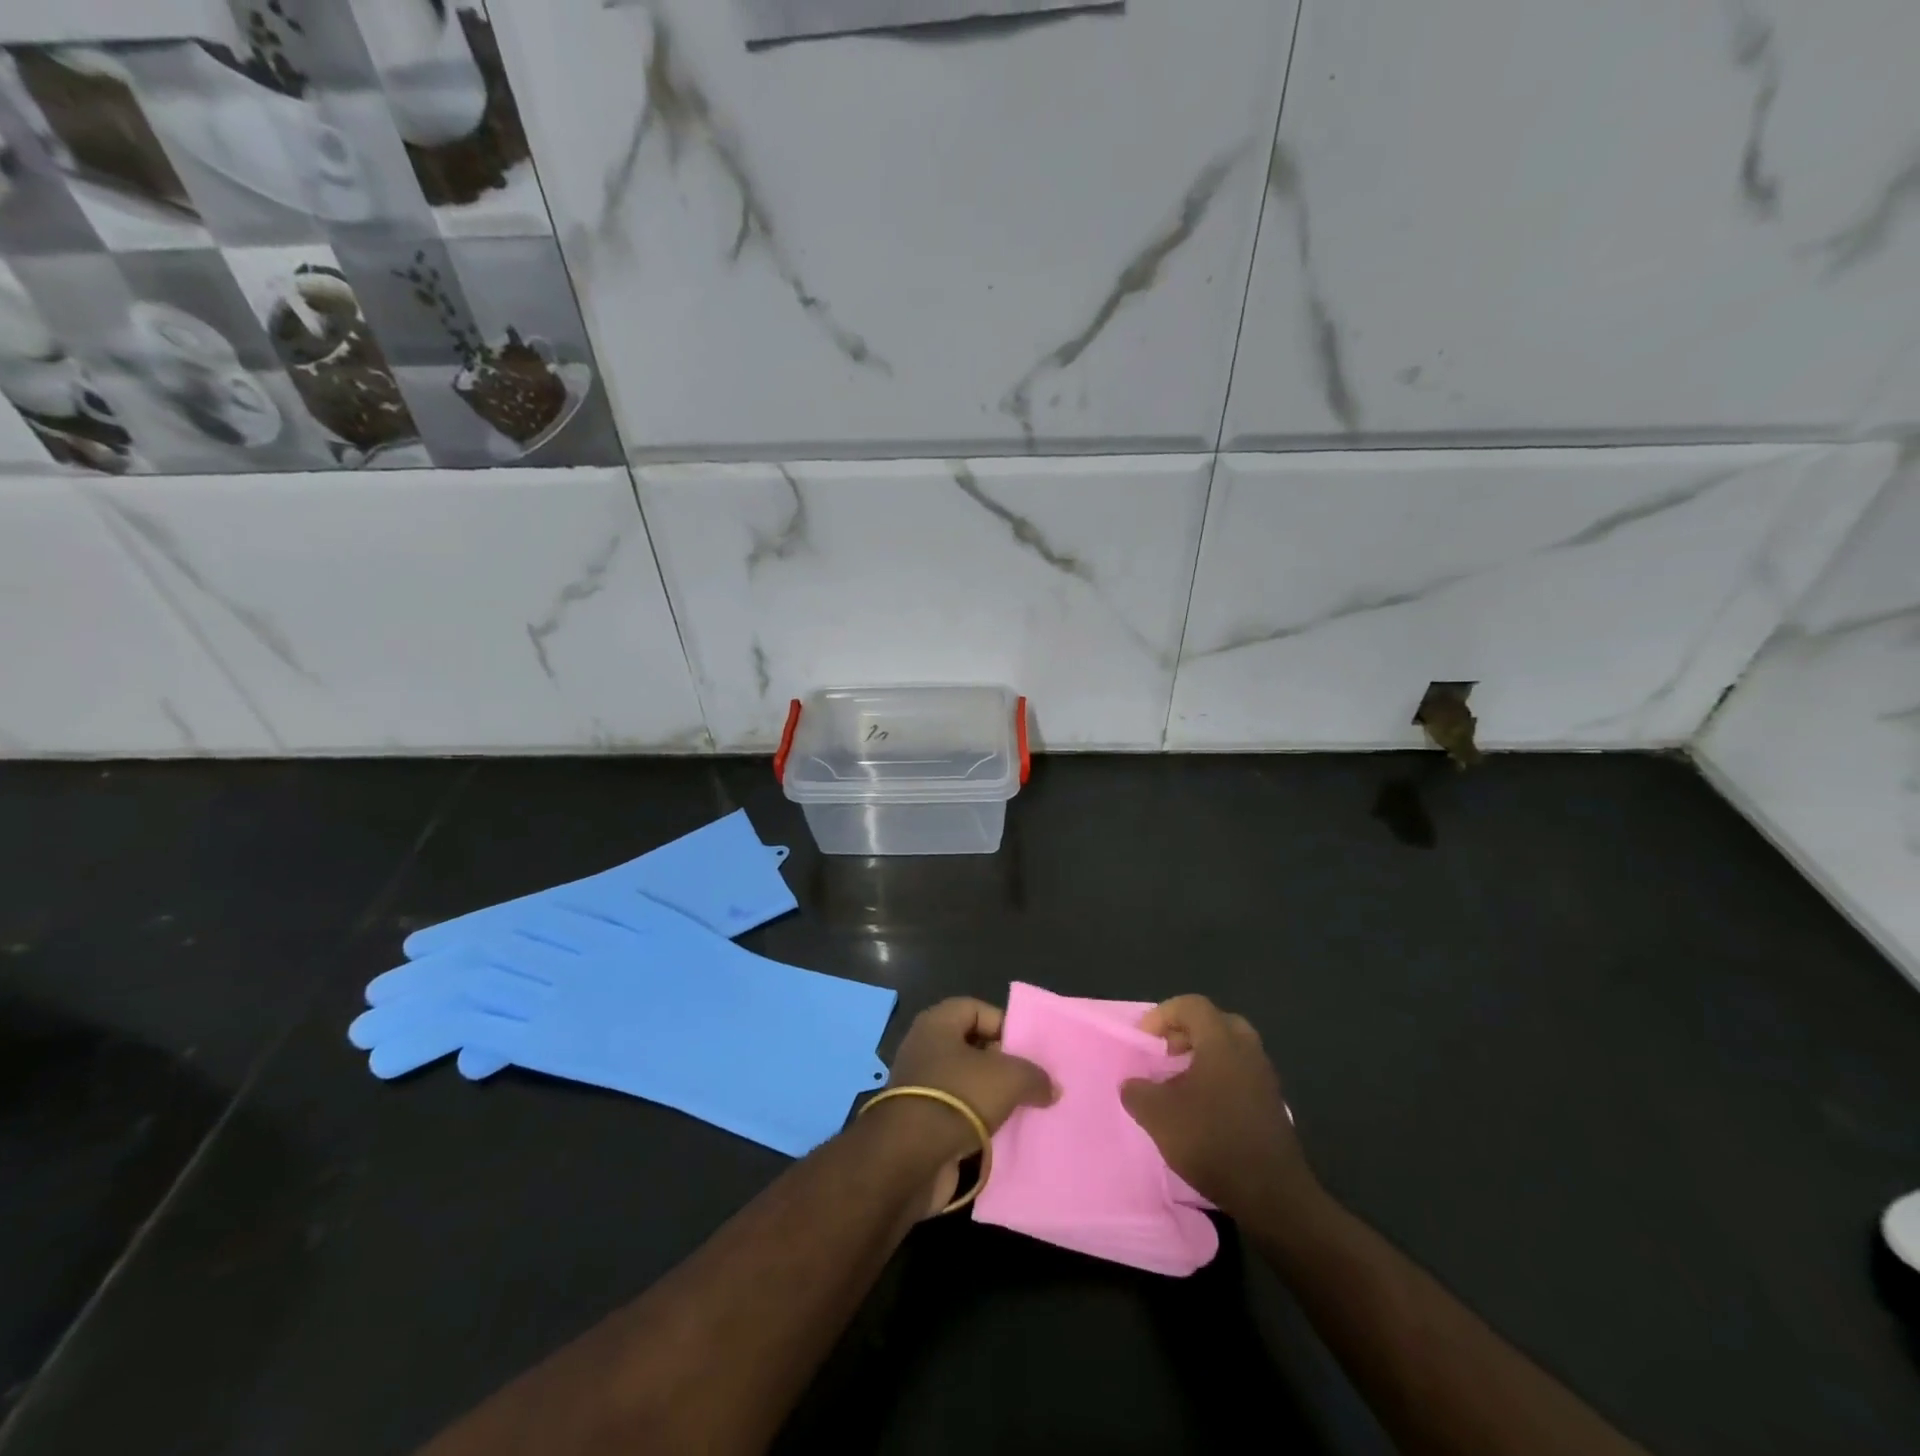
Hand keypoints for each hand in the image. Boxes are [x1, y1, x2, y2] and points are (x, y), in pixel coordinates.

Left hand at [872, 998, 1053, 1215]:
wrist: (910, 1157)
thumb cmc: (958, 1096)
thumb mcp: (1009, 1078)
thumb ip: (1034, 1076)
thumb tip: (1051, 1087)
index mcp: (937, 1024)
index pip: (976, 1009)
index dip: (1003, 1024)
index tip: (1028, 1049)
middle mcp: (924, 1049)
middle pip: (971, 1047)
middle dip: (1001, 1063)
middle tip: (1030, 1081)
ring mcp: (920, 1088)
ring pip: (965, 1083)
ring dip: (991, 1097)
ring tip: (1023, 1109)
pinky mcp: (920, 1123)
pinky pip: (957, 1115)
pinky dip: (978, 1123)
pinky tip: (1002, 1135)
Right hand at [1121, 995, 1316, 1225]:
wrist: (1272, 1195)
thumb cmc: (1212, 1141)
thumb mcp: (1158, 1116)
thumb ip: (1137, 1092)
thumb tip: (1132, 1084)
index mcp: (1222, 1042)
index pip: (1192, 1005)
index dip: (1163, 1015)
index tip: (1145, 1041)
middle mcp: (1248, 1051)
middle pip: (1216, 1022)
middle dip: (1187, 1031)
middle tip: (1167, 1053)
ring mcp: (1265, 1078)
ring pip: (1231, 1048)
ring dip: (1204, 1056)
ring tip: (1181, 1083)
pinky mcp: (1273, 1104)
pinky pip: (1242, 1073)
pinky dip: (1220, 1077)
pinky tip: (1203, 1108)